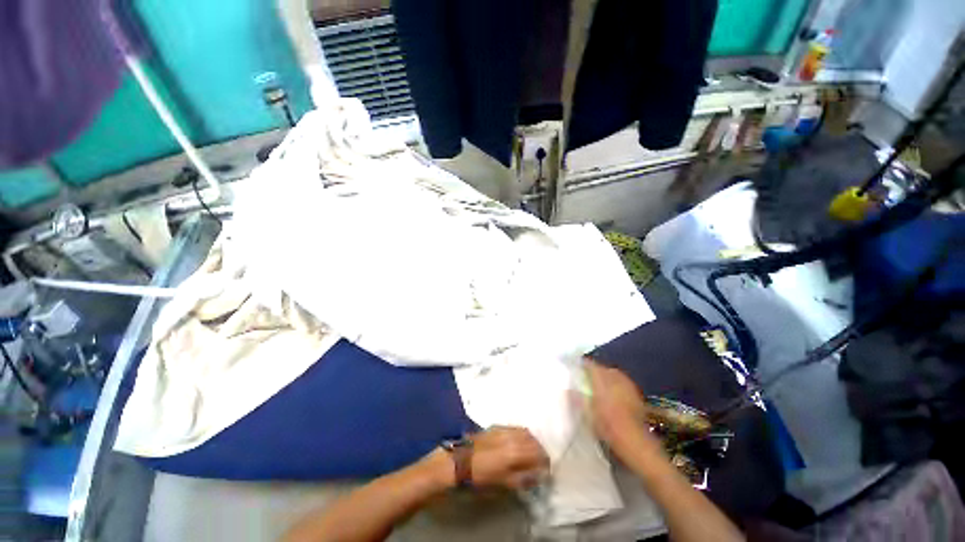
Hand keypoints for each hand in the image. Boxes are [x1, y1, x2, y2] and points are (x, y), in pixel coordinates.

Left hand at [470, 426, 548, 489]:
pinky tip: (520, 443)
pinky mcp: (497, 426)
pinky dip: (522, 435)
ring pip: (526, 432)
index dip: (545, 463)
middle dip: (540, 451)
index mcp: (517, 452)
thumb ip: (524, 478)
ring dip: (532, 442)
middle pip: (534, 441)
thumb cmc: (482, 477)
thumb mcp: (505, 484)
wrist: (461, 461)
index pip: (539, 454)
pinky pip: (516, 428)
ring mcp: (505, 429)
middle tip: (541, 462)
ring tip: (532, 453)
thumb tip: (539, 475)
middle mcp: (513, 437)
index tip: (547, 471)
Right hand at [583, 359, 660, 456]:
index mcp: (602, 380)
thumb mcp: (587, 414)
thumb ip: (578, 399)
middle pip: (604, 368)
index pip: (591, 365)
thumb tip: (569, 389)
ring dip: (608, 376)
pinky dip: (617, 385)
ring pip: (615, 374)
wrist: (634, 440)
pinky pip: (624, 383)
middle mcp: (616, 379)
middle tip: (588, 376)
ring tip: (601, 384)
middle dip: (597, 370)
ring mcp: (628, 386)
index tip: (577, 366)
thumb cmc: (607, 426)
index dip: (584, 364)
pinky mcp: (636, 395)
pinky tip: (615, 394)